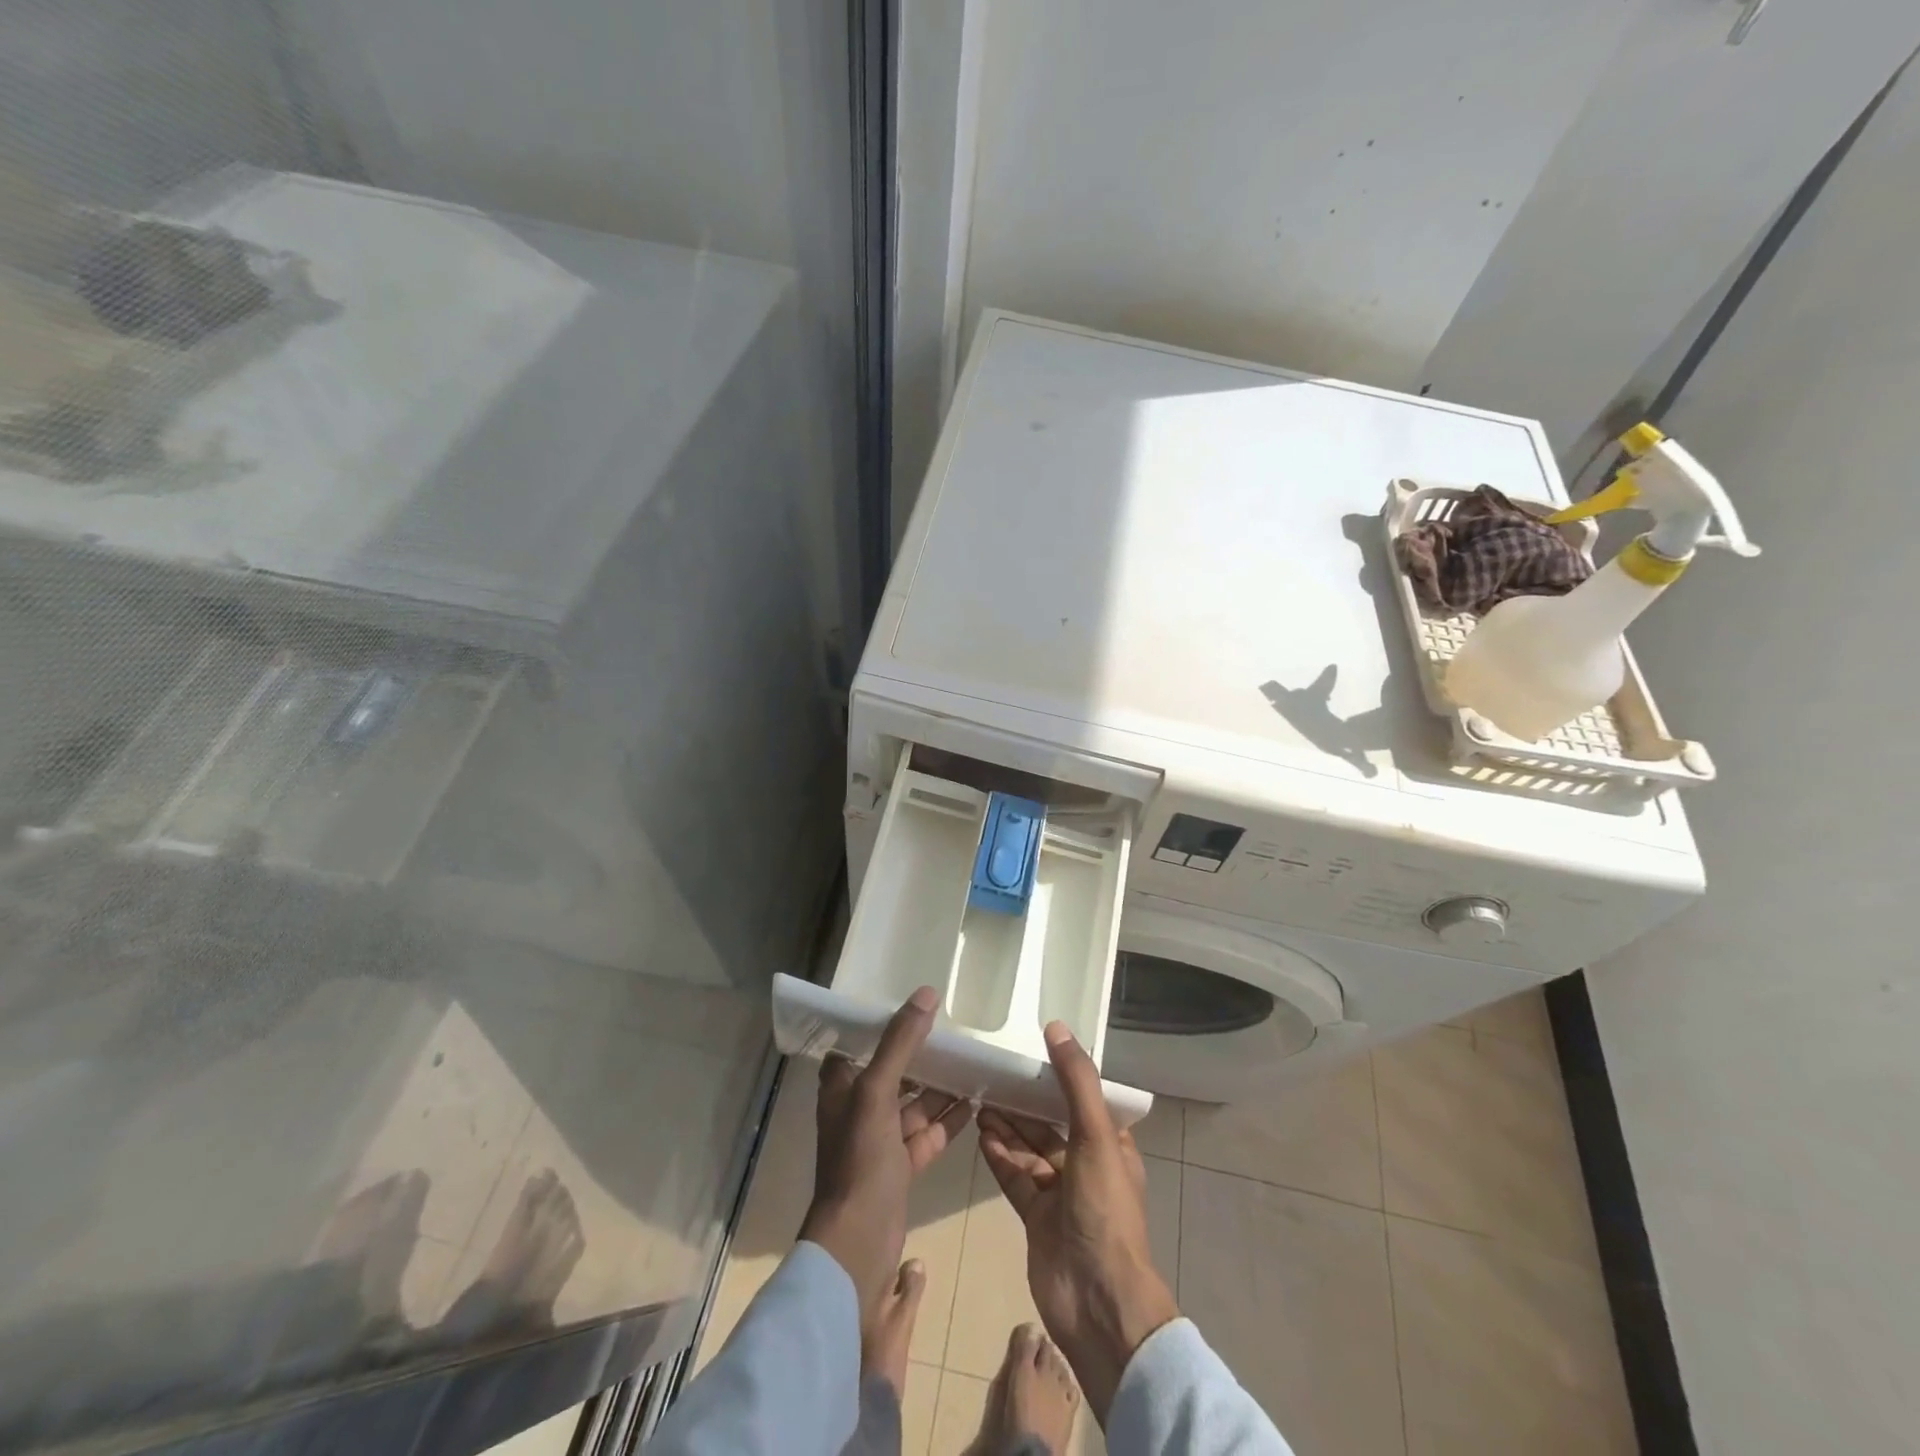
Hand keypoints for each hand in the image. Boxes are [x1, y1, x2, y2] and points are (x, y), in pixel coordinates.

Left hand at [799, 985, 972, 1312]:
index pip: (858, 1044)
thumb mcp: (877, 1092)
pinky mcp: (901, 1167)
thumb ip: (901, 1043)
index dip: (880, 1026)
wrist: (859, 1244)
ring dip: (940, 1086)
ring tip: (972, 1061)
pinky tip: (976, 1102)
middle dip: (920, 1053)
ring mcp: (880, 1140)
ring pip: (913, 1103)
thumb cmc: (860, 1159)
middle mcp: (858, 1109)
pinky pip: (928, 1132)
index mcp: (842, 1088)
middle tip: (953, 1029)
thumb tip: (927, 994)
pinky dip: (949, 1119)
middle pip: (892, 1071)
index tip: (911, 1005)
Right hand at [977, 1022, 1179, 1421]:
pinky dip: (1000, 1156)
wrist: (1097, 1300)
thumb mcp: (1096, 1135)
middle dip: (1025, 1102)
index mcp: (1112, 1146)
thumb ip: (1076, 1081)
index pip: (1084, 1100)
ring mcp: (1060, 1194)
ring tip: (980, 1099)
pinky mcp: (1036, 1217)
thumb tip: (1056, 1027)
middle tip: (993, 1075)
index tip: (1030, 1050)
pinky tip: (981, 1134)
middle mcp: (1087, 1165)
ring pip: (1030, 1149)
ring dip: (1008, 1126)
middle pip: (1051, 1123)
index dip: (1060, 1076)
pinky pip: (1015, 1177)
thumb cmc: (1104, 1209)